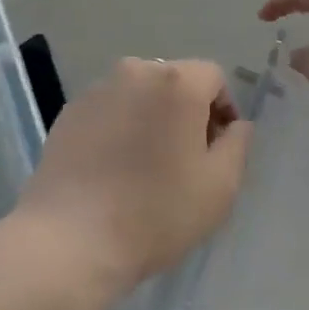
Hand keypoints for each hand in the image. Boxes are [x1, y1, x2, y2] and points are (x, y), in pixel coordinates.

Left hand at [15, 58, 252, 304]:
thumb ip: (237, 144)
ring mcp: (98, 88)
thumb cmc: (156, 212)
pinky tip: (113, 169)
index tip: (217, 150)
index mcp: (177, 81)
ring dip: (151, 118)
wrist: (72, 239)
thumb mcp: (219, 187)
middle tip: (186, 161)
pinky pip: (109, 110)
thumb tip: (235, 124)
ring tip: (146, 166)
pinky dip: (119, 127)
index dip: (223, 110)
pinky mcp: (71, 110)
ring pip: (140, 94)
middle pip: (175, 81)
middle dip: (187, 112)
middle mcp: (136, 70)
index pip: (213, 77)